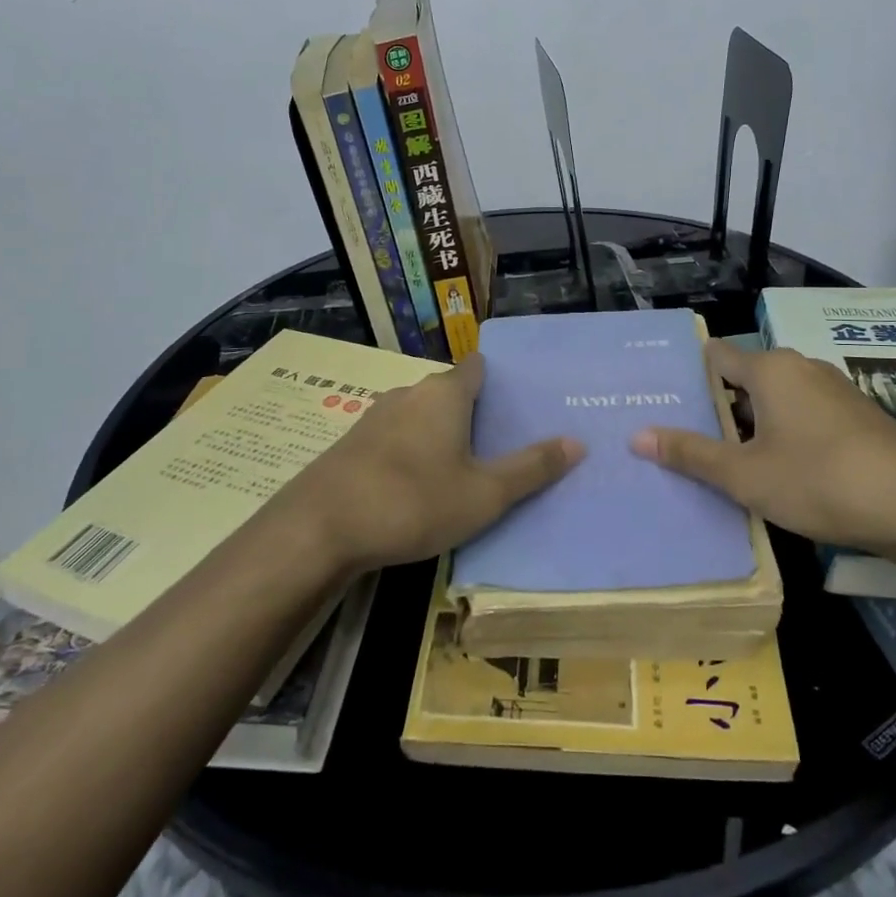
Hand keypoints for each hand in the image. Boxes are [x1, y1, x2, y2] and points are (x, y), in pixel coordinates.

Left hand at [276, 353, 583, 574]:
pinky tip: (415, 485)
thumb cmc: (412, 502)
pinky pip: (394, 436)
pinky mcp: (351, 443)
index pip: (478, 367)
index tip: (517, 403)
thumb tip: (577, 442)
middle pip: (450, 391)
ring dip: (439, 434)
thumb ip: (531, 468)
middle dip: (473, 412)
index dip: (499, 380)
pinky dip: (411, 450)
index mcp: (445, 394)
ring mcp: (375, 417)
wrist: (318, 529)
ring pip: (420, 415)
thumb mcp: (483, 494)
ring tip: (461, 466)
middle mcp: (410, 393)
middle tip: (499, 443)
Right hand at [631, 338, 895, 568]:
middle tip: (685, 438)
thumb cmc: (820, 481)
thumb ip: (691, 454)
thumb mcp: (745, 475)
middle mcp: (801, 367)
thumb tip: (637, 435)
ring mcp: (833, 389)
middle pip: (744, 378)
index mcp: (770, 369)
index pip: (715, 356)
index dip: (688, 376)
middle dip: (716, 406)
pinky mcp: (856, 416)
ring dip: (750, 424)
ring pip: (775, 399)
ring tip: (724, 458)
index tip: (664, 402)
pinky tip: (778, 469)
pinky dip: (783, 433)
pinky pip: (804, 414)